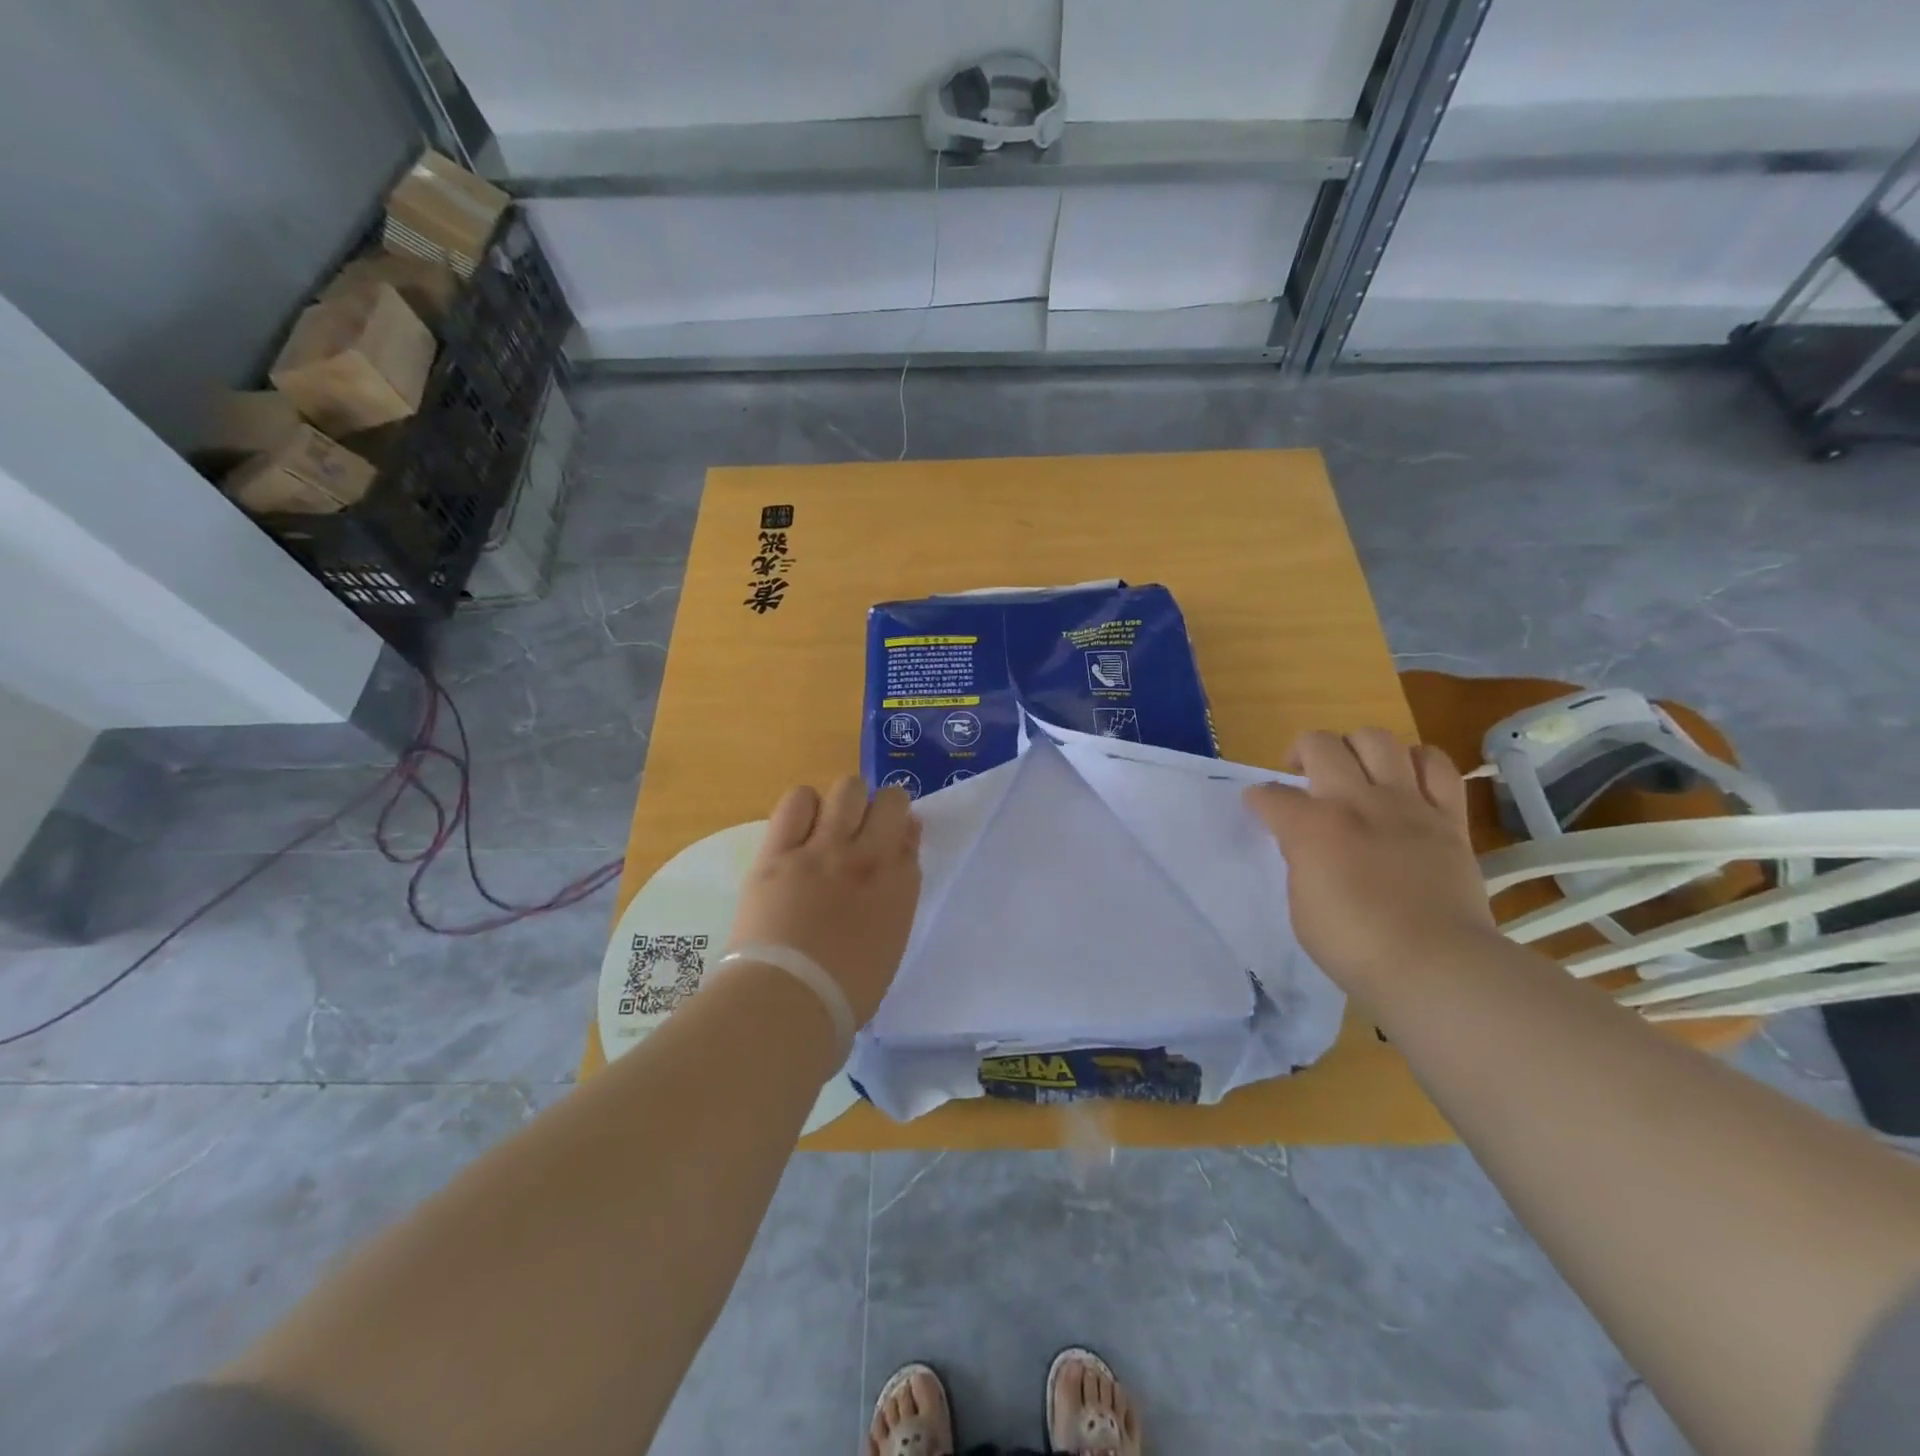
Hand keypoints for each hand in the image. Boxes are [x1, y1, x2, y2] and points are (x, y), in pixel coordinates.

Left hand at [726, 777, 922, 1024]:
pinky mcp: (779, 851)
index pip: (910, 833)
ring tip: (829, 825)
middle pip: (888, 800)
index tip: (890, 842)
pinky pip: (797, 801)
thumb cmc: (845, 992)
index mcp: (900, 886)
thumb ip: (897, 896)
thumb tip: (897, 861)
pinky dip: (804, 806)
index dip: (901, 832)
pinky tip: (800, 827)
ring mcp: (823, 849)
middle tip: (862, 831)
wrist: (788, 1001)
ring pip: (847, 789)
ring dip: (844, 803)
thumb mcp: (890, 943)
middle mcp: (868, 857)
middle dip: (880, 809)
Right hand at [1243, 729, 1496, 994]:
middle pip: (1321, 744)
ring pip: (1377, 739)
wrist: (1435, 965)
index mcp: (1311, 826)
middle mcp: (1357, 802)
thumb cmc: (1353, 945)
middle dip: (1301, 751)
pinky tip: (1406, 777)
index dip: (1258, 799)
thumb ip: (1300, 861)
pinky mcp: (1448, 818)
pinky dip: (1417, 762)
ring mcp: (1407, 805)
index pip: (1270, 794)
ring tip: (1354, 770)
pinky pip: (1437, 766)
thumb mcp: (1300, 905)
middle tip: (1301, 775)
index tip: (1258, 807)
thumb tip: (1306, 844)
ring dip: (1357, 748)